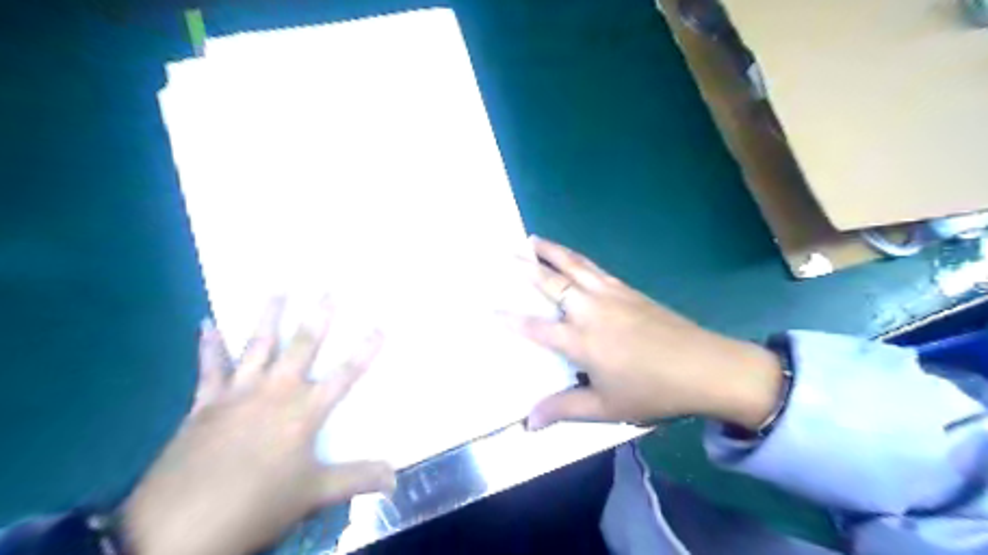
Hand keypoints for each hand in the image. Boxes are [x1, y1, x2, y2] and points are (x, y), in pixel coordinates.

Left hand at [126, 300, 396, 554]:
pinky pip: (209, 367)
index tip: (381, 325)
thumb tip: (395, 478)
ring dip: (269, 316)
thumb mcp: (314, 495)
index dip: (365, 351)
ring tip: (278, 288)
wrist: (177, 529)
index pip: (345, 375)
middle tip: (328, 288)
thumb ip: (356, 479)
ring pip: (257, 346)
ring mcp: (238, 393)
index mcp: (304, 411)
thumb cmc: (257, 504)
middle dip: (318, 317)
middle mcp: (275, 392)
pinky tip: (206, 323)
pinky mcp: (205, 403)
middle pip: (302, 347)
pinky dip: (209, 344)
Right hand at [508, 236, 779, 430]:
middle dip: (528, 267)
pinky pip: (595, 268)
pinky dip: (577, 258)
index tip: (489, 308)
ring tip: (534, 239)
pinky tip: (574, 257)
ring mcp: (611, 295)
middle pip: (553, 283)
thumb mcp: (606, 407)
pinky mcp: (629, 290)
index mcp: (582, 341)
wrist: (705, 367)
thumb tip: (529, 422)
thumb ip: (565, 409)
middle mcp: (591, 310)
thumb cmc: (653, 391)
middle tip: (507, 252)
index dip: (511, 319)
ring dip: (552, 251)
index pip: (536, 328)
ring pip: (575, 266)